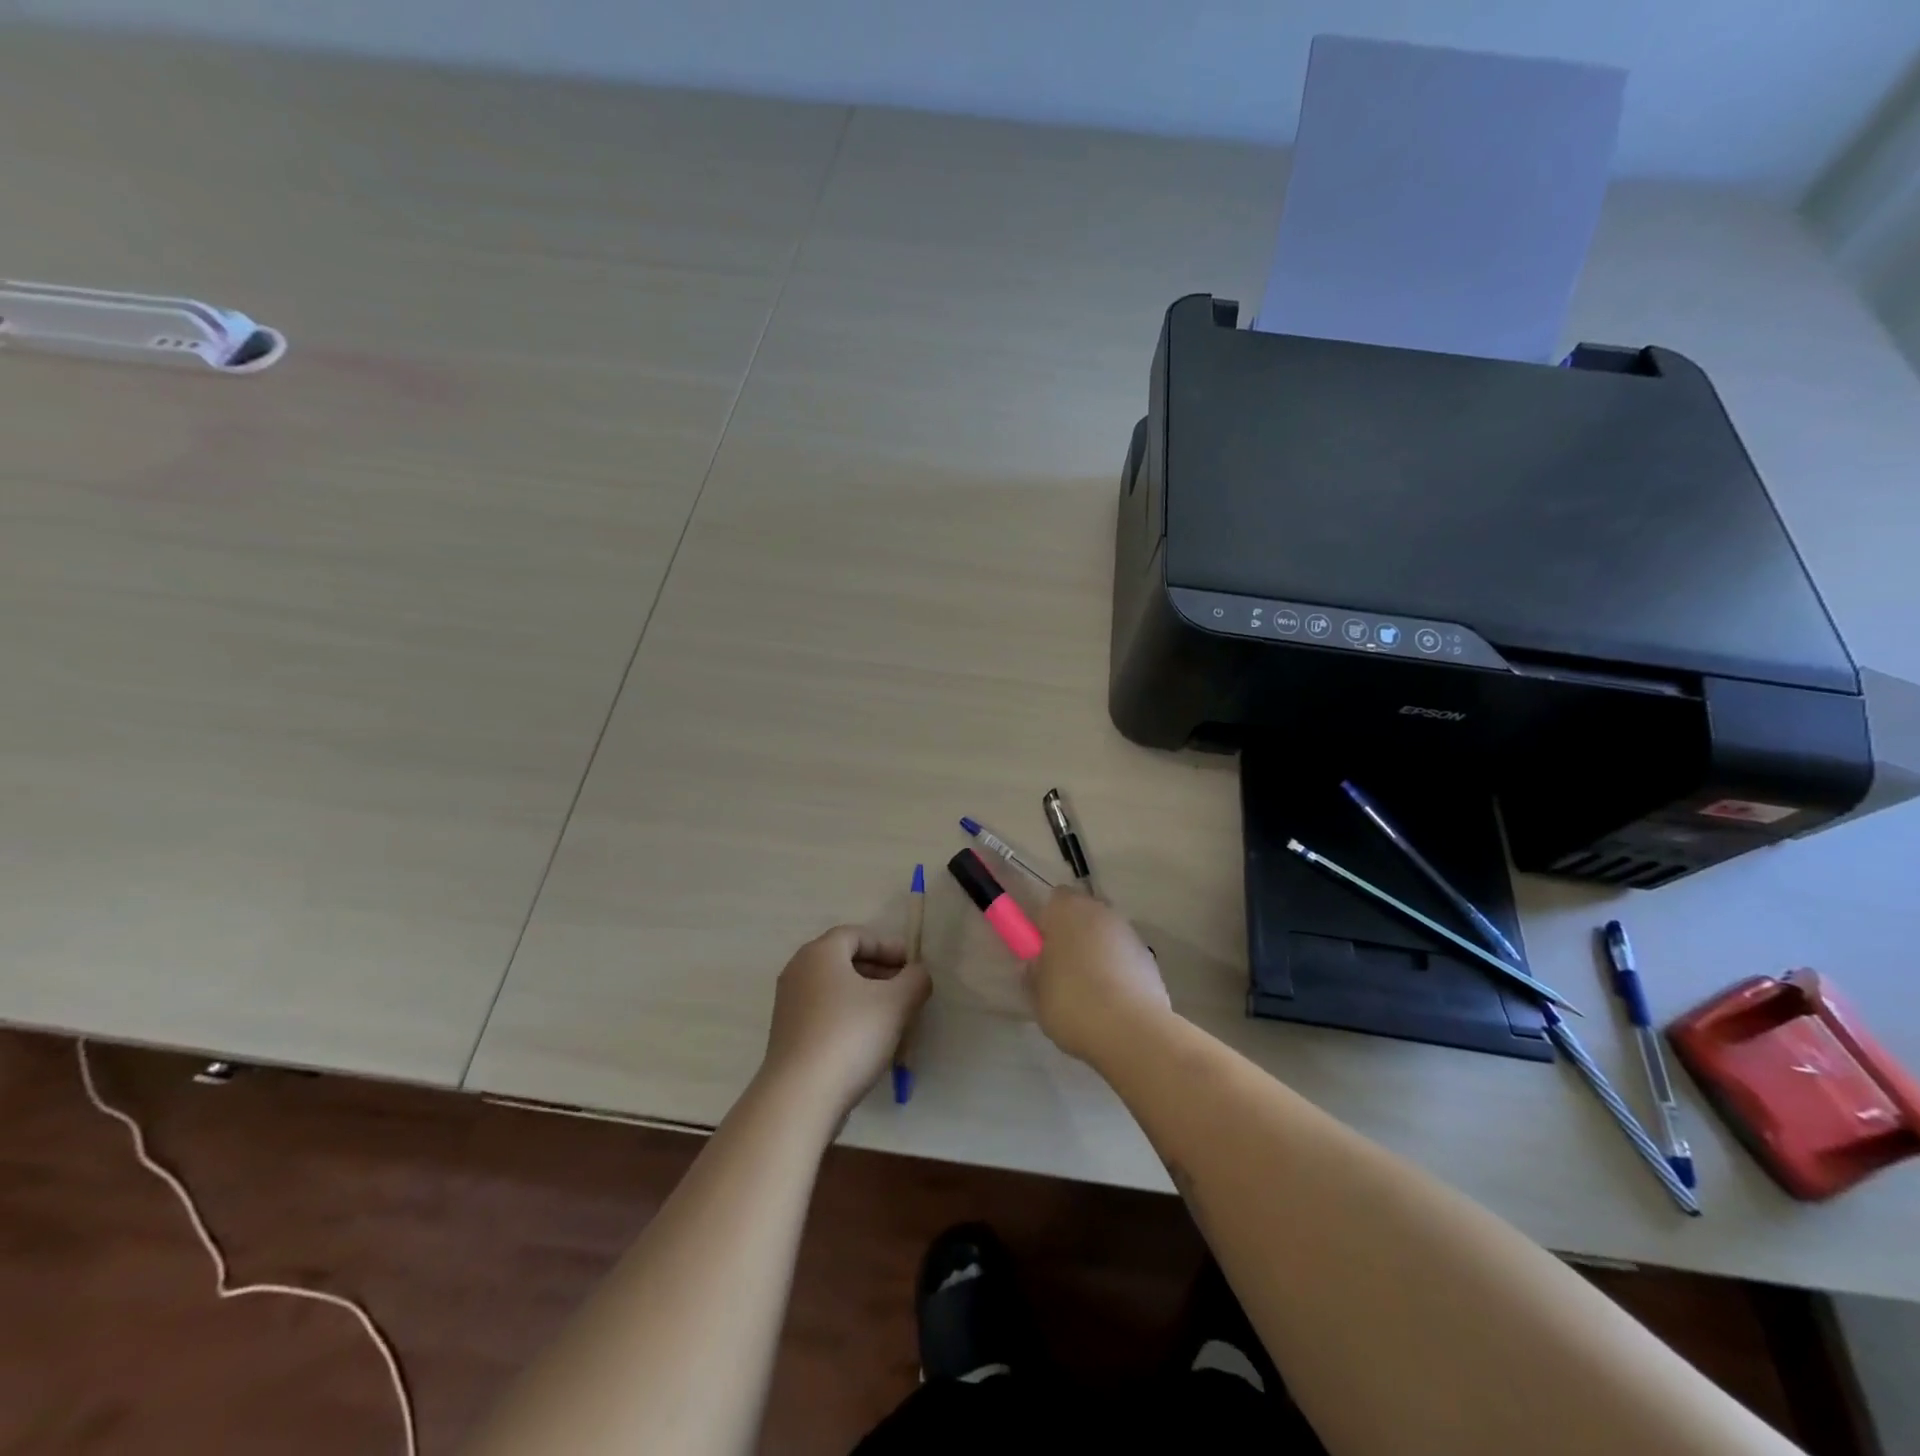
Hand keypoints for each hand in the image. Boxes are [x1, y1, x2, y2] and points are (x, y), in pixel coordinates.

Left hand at [761, 926, 930, 1119]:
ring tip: (892, 1017)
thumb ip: (915, 980)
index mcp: (819, 953)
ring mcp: (789, 1005)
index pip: (856, 935)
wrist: (800, 1097)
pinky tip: (868, 1040)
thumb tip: (918, 973)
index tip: (911, 965)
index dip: (887, 946)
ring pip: (835, 989)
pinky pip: (824, 1013)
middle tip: (906, 989)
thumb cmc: (849, 1036)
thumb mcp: (896, 1003)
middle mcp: (798, 971)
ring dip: (865, 996)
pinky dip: (848, 1016)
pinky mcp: (788, 1035)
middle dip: (879, 971)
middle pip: (843, 960)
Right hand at [1027, 891, 1170, 1064]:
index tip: (1041, 951)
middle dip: (1072, 936)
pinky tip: (1112, 1002)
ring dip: (1096, 953)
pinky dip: (1117, 970)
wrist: (1133, 1031)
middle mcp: (1100, 911)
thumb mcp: (1037, 994)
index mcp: (1067, 910)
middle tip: (1061, 972)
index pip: (1053, 900)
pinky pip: (1124, 957)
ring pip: (1104, 936)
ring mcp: (1129, 933)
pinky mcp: (1150, 958)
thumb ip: (1032, 972)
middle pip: (1082, 915)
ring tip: (1088, 992)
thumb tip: (1033, 964)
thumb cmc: (1073, 1004)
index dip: (1045, 923)